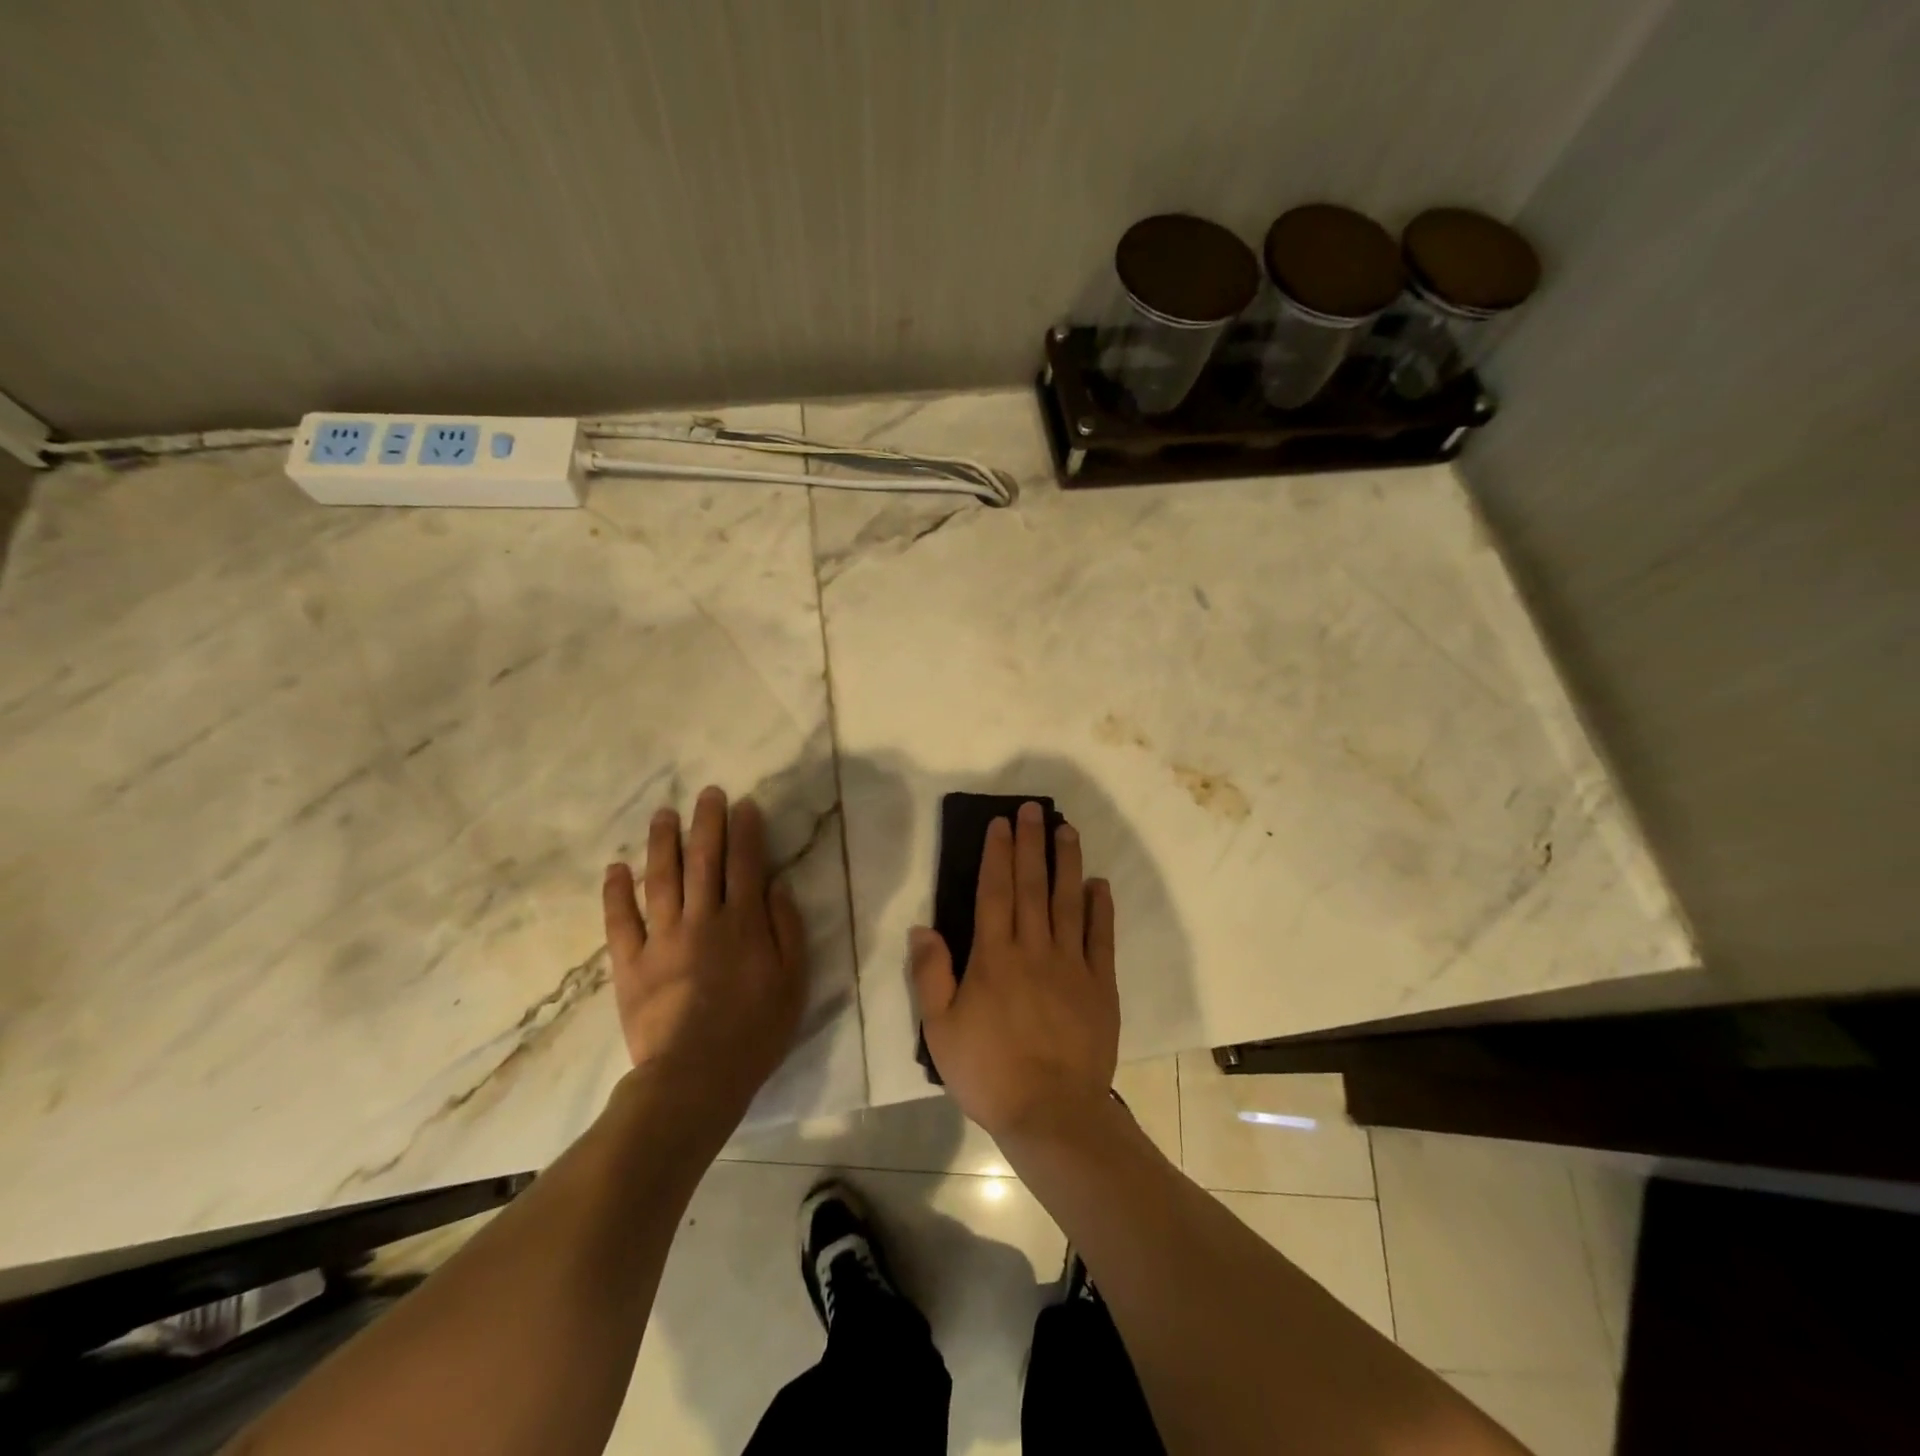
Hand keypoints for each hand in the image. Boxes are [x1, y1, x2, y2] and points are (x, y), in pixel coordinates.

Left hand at [602, 786, 807, 1131]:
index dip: (746, 831)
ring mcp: (662, 939)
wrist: (695, 1077)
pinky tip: (616, 867)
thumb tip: (776, 884)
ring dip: (662, 843)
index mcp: (743, 923)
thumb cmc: (755, 1031)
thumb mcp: (793, 981)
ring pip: (661, 879)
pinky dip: (616, 892)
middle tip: (706, 794)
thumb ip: (787, 928)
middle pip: (704, 860)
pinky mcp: (630, 963)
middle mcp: (702, 919)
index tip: (744, 805)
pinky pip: (620, 921)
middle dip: (707, 823)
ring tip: (663, 815)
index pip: (745, 864)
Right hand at [911, 800, 1119, 1141]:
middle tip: (1034, 809)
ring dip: (1067, 863)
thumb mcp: (941, 1030)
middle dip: (1032, 844)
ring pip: (1068, 901)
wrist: (1052, 1114)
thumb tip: (922, 927)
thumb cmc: (989, 1072)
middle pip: (1032, 886)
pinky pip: (1101, 937)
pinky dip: (1100, 907)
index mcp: (995, 957)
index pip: (995, 892)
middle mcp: (1034, 949)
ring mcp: (1072, 965)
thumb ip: (931, 975)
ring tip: (1067, 830)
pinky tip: (1098, 884)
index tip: (1001, 823)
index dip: (998, 854)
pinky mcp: (1100, 985)